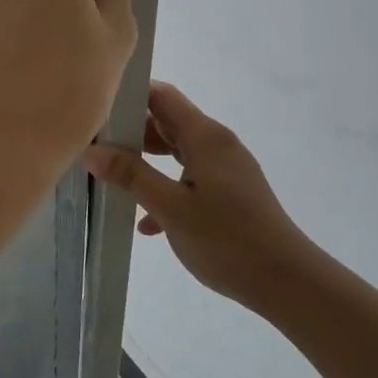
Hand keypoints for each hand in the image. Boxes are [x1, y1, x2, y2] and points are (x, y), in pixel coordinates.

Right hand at [84, 82, 317, 309]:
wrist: (286, 281)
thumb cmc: (226, 239)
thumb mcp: (171, 208)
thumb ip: (131, 175)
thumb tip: (92, 150)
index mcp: (206, 137)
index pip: (162, 96)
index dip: (128, 96)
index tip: (95, 110)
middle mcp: (217, 144)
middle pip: (167, 122)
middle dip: (131, 132)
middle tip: (94, 147)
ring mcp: (226, 169)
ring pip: (177, 152)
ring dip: (145, 163)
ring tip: (111, 178)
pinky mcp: (229, 193)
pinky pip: (189, 180)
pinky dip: (166, 189)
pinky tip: (147, 223)